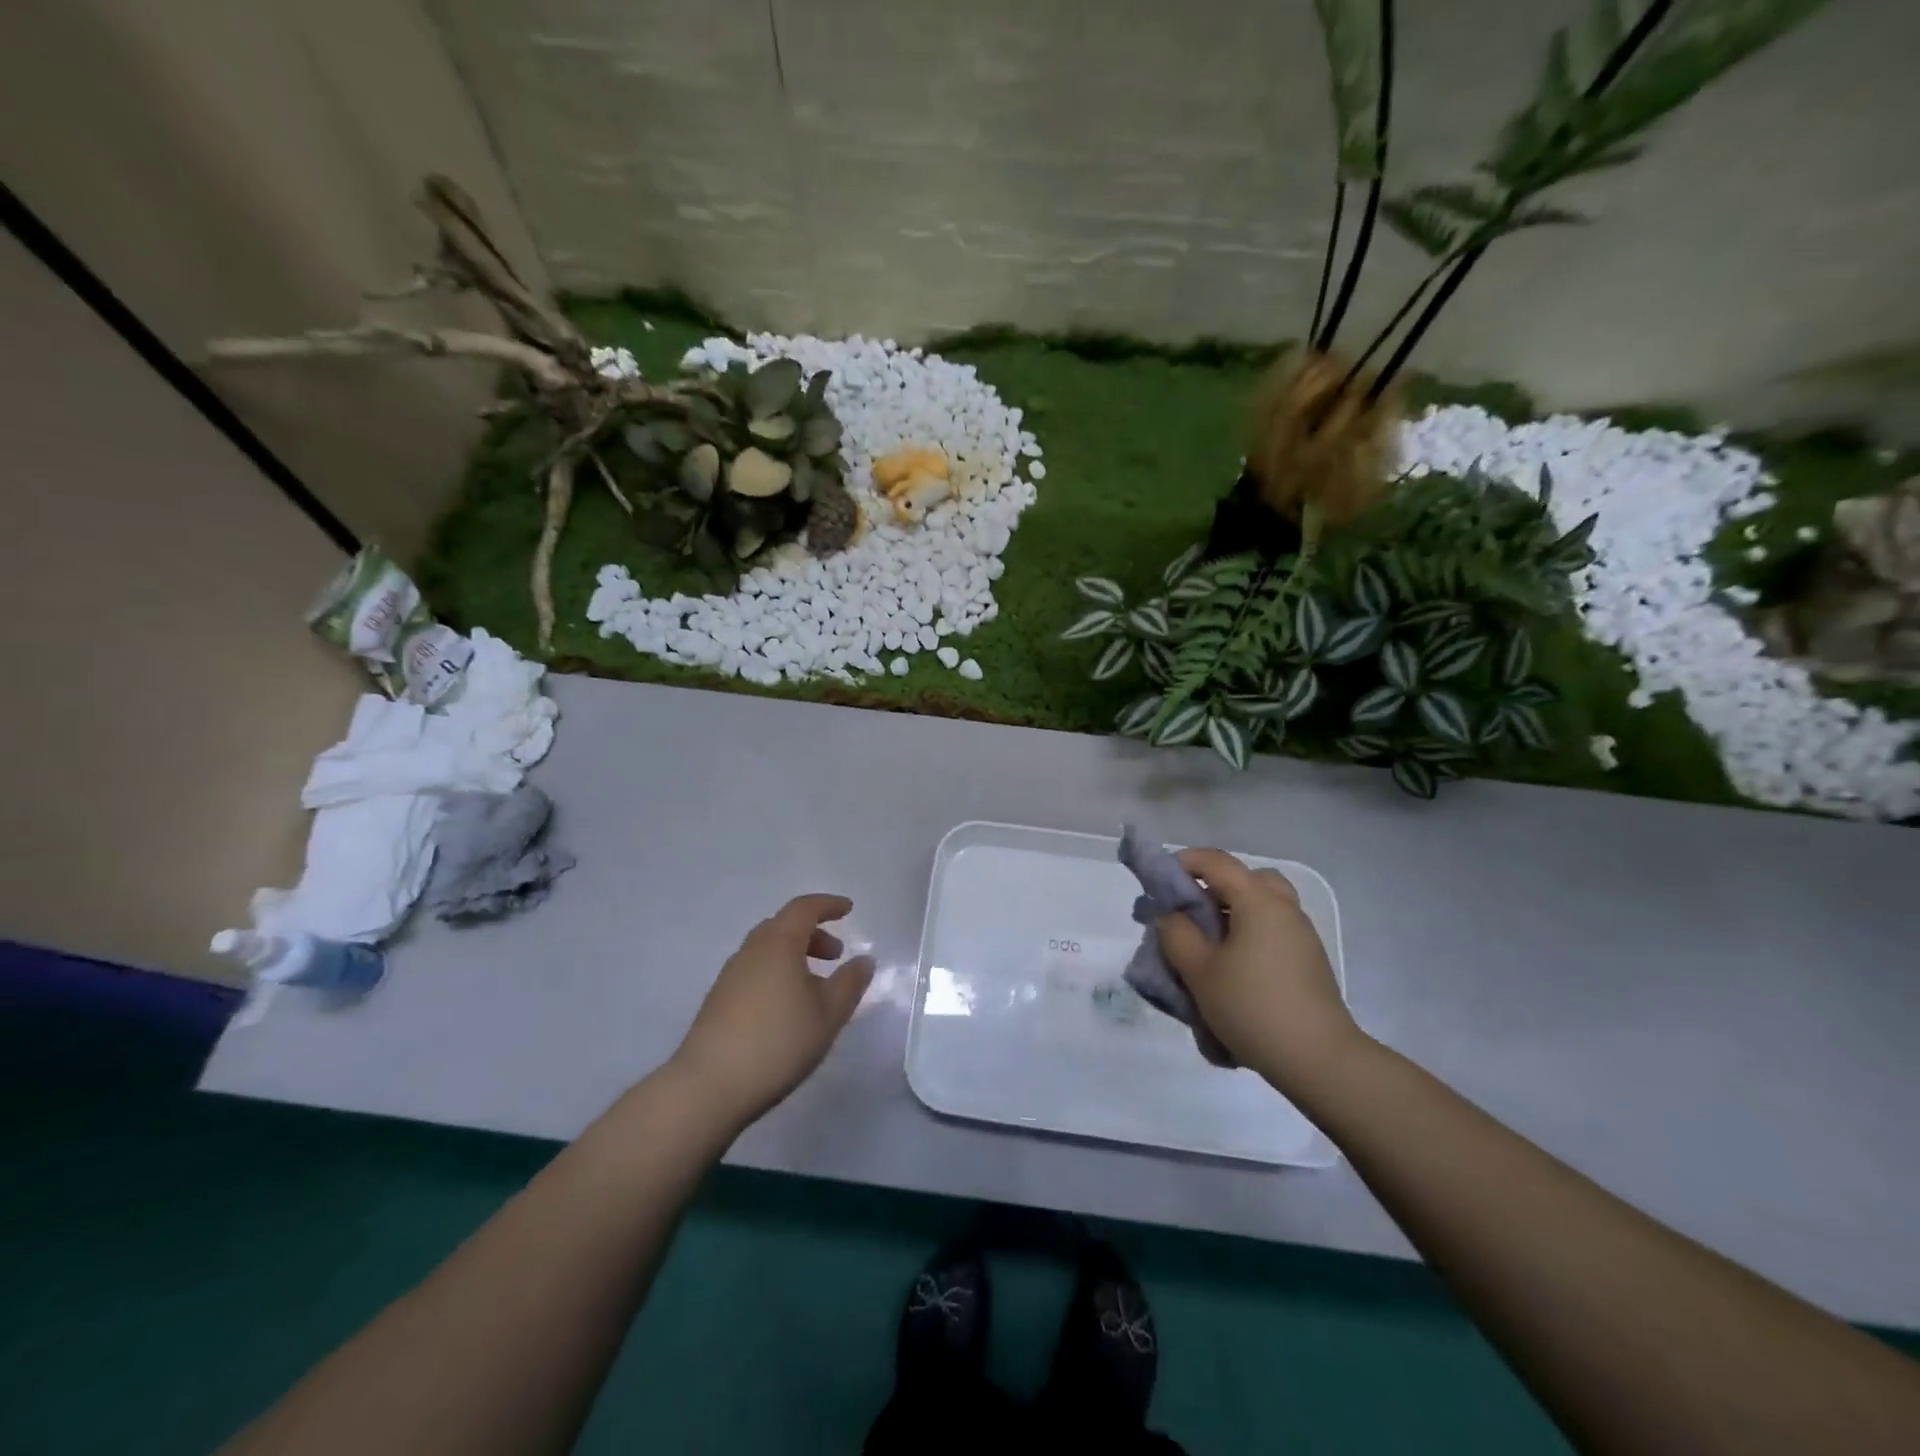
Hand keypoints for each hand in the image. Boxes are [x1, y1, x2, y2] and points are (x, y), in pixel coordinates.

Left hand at [670, 895, 874, 1127]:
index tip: (848, 909)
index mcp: (779, 943)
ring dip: (794, 955)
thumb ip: (850, 983)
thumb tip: (863, 960)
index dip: (828, 905)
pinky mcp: (717, 1001)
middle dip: (813, 934)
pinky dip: (776, 973)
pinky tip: (786, 1007)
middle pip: (783, 926)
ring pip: (767, 950)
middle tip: (836, 955)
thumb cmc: (778, 1041)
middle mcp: (751, 951)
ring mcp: (730, 976)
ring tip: (815, 986)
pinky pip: (754, 971)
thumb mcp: (828, 1014)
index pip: (804, 908)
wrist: (708, 1086)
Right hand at [1156, 849, 1362, 1089]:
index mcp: (1258, 902)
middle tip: (1192, 913)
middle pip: (1248, 879)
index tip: (1159, 882)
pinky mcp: (1309, 962)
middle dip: (1216, 887)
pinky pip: (1273, 931)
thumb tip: (1172, 915)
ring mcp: (1301, 936)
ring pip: (1263, 906)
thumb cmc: (1252, 1007)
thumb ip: (1177, 934)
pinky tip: (1233, 971)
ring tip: (1209, 946)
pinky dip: (1250, 936)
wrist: (1319, 1060)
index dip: (1184, 862)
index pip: (1216, 862)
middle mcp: (1284, 909)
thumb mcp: (1199, 971)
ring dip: (1234, 914)